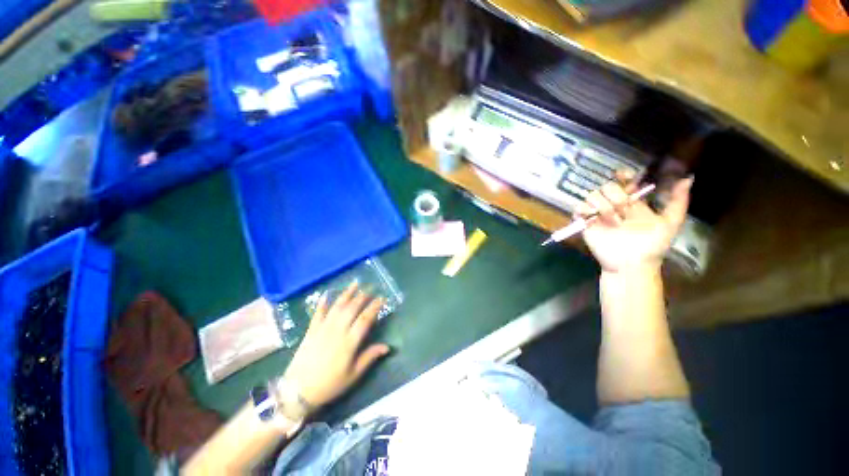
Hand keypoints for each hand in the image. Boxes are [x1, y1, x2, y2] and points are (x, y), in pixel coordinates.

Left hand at [282, 282, 389, 410]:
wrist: (297, 392)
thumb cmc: (329, 385)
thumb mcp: (353, 375)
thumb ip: (369, 357)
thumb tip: (387, 347)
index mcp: (349, 342)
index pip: (365, 318)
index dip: (375, 306)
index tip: (382, 298)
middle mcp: (337, 331)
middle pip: (352, 308)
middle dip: (363, 296)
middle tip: (371, 287)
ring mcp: (323, 328)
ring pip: (337, 306)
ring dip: (347, 293)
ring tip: (355, 283)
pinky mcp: (311, 330)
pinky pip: (318, 313)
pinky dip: (322, 302)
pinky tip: (327, 293)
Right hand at [577, 177, 692, 272]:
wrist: (631, 264)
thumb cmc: (651, 245)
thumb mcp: (670, 223)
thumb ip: (678, 201)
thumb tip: (687, 178)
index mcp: (632, 203)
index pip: (624, 182)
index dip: (623, 176)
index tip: (624, 176)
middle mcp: (614, 205)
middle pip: (608, 186)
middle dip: (615, 195)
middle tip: (622, 210)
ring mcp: (598, 213)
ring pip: (592, 195)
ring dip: (601, 205)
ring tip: (611, 220)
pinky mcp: (585, 222)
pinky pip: (578, 207)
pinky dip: (583, 209)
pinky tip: (593, 217)